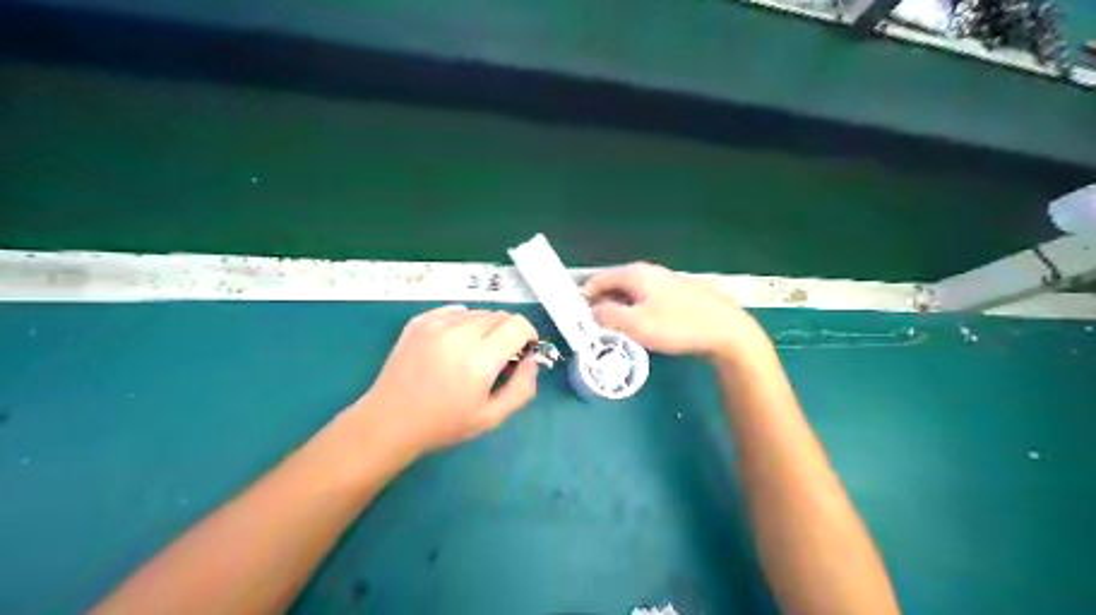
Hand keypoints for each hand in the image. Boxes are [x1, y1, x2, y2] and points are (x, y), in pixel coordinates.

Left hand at [351, 304, 538, 455]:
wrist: (389, 420)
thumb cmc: (443, 424)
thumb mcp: (491, 417)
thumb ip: (522, 388)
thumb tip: (532, 360)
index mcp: (479, 360)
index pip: (518, 324)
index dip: (528, 336)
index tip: (522, 352)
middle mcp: (459, 334)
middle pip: (500, 316)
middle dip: (507, 333)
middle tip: (497, 358)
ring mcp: (436, 324)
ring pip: (478, 312)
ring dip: (485, 328)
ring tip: (472, 353)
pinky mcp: (419, 321)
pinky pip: (455, 311)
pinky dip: (463, 322)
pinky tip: (453, 344)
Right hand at [580, 261, 768, 359]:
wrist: (725, 330)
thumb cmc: (677, 326)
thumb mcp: (634, 324)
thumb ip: (606, 316)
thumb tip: (591, 312)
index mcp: (634, 274)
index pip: (597, 280)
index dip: (583, 299)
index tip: (577, 320)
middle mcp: (648, 272)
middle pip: (613, 287)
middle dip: (602, 307)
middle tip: (597, 331)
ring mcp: (664, 282)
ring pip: (630, 296)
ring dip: (619, 313)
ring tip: (618, 334)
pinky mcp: (676, 295)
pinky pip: (646, 301)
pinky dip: (637, 313)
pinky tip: (643, 331)